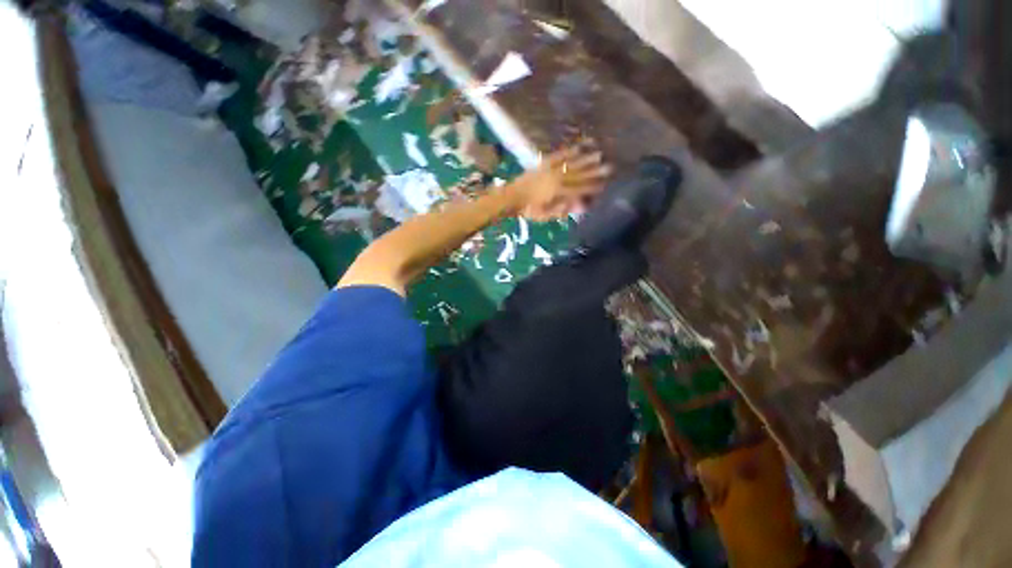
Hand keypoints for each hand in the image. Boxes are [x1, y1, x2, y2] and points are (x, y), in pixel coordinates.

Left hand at [509, 147, 612, 221]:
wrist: (512, 197)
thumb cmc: (528, 210)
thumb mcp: (546, 215)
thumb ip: (563, 210)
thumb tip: (580, 205)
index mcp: (559, 193)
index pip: (580, 189)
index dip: (593, 187)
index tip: (605, 184)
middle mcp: (557, 179)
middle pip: (579, 174)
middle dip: (595, 170)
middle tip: (609, 165)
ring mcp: (550, 169)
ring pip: (571, 163)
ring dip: (586, 158)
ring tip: (599, 152)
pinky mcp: (543, 164)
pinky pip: (558, 155)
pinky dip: (568, 151)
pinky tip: (578, 146)